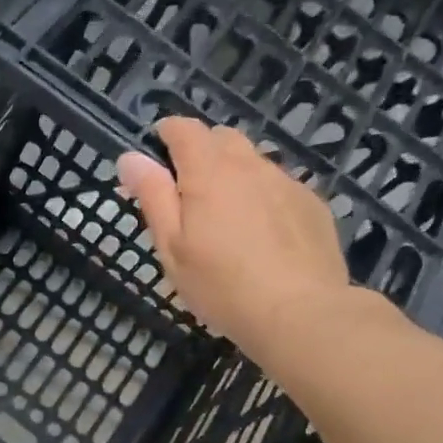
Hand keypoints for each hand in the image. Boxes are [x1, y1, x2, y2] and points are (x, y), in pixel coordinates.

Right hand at [116, 117, 352, 362]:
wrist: (300, 313)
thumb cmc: (221, 285)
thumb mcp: (172, 247)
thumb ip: (153, 197)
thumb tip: (130, 157)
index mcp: (209, 172)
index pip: (185, 129)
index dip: (167, 134)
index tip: (156, 155)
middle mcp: (250, 165)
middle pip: (222, 138)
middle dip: (201, 152)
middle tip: (188, 193)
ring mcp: (286, 182)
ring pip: (253, 162)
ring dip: (234, 174)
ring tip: (226, 217)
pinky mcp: (312, 204)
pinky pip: (279, 186)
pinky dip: (263, 196)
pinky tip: (262, 235)